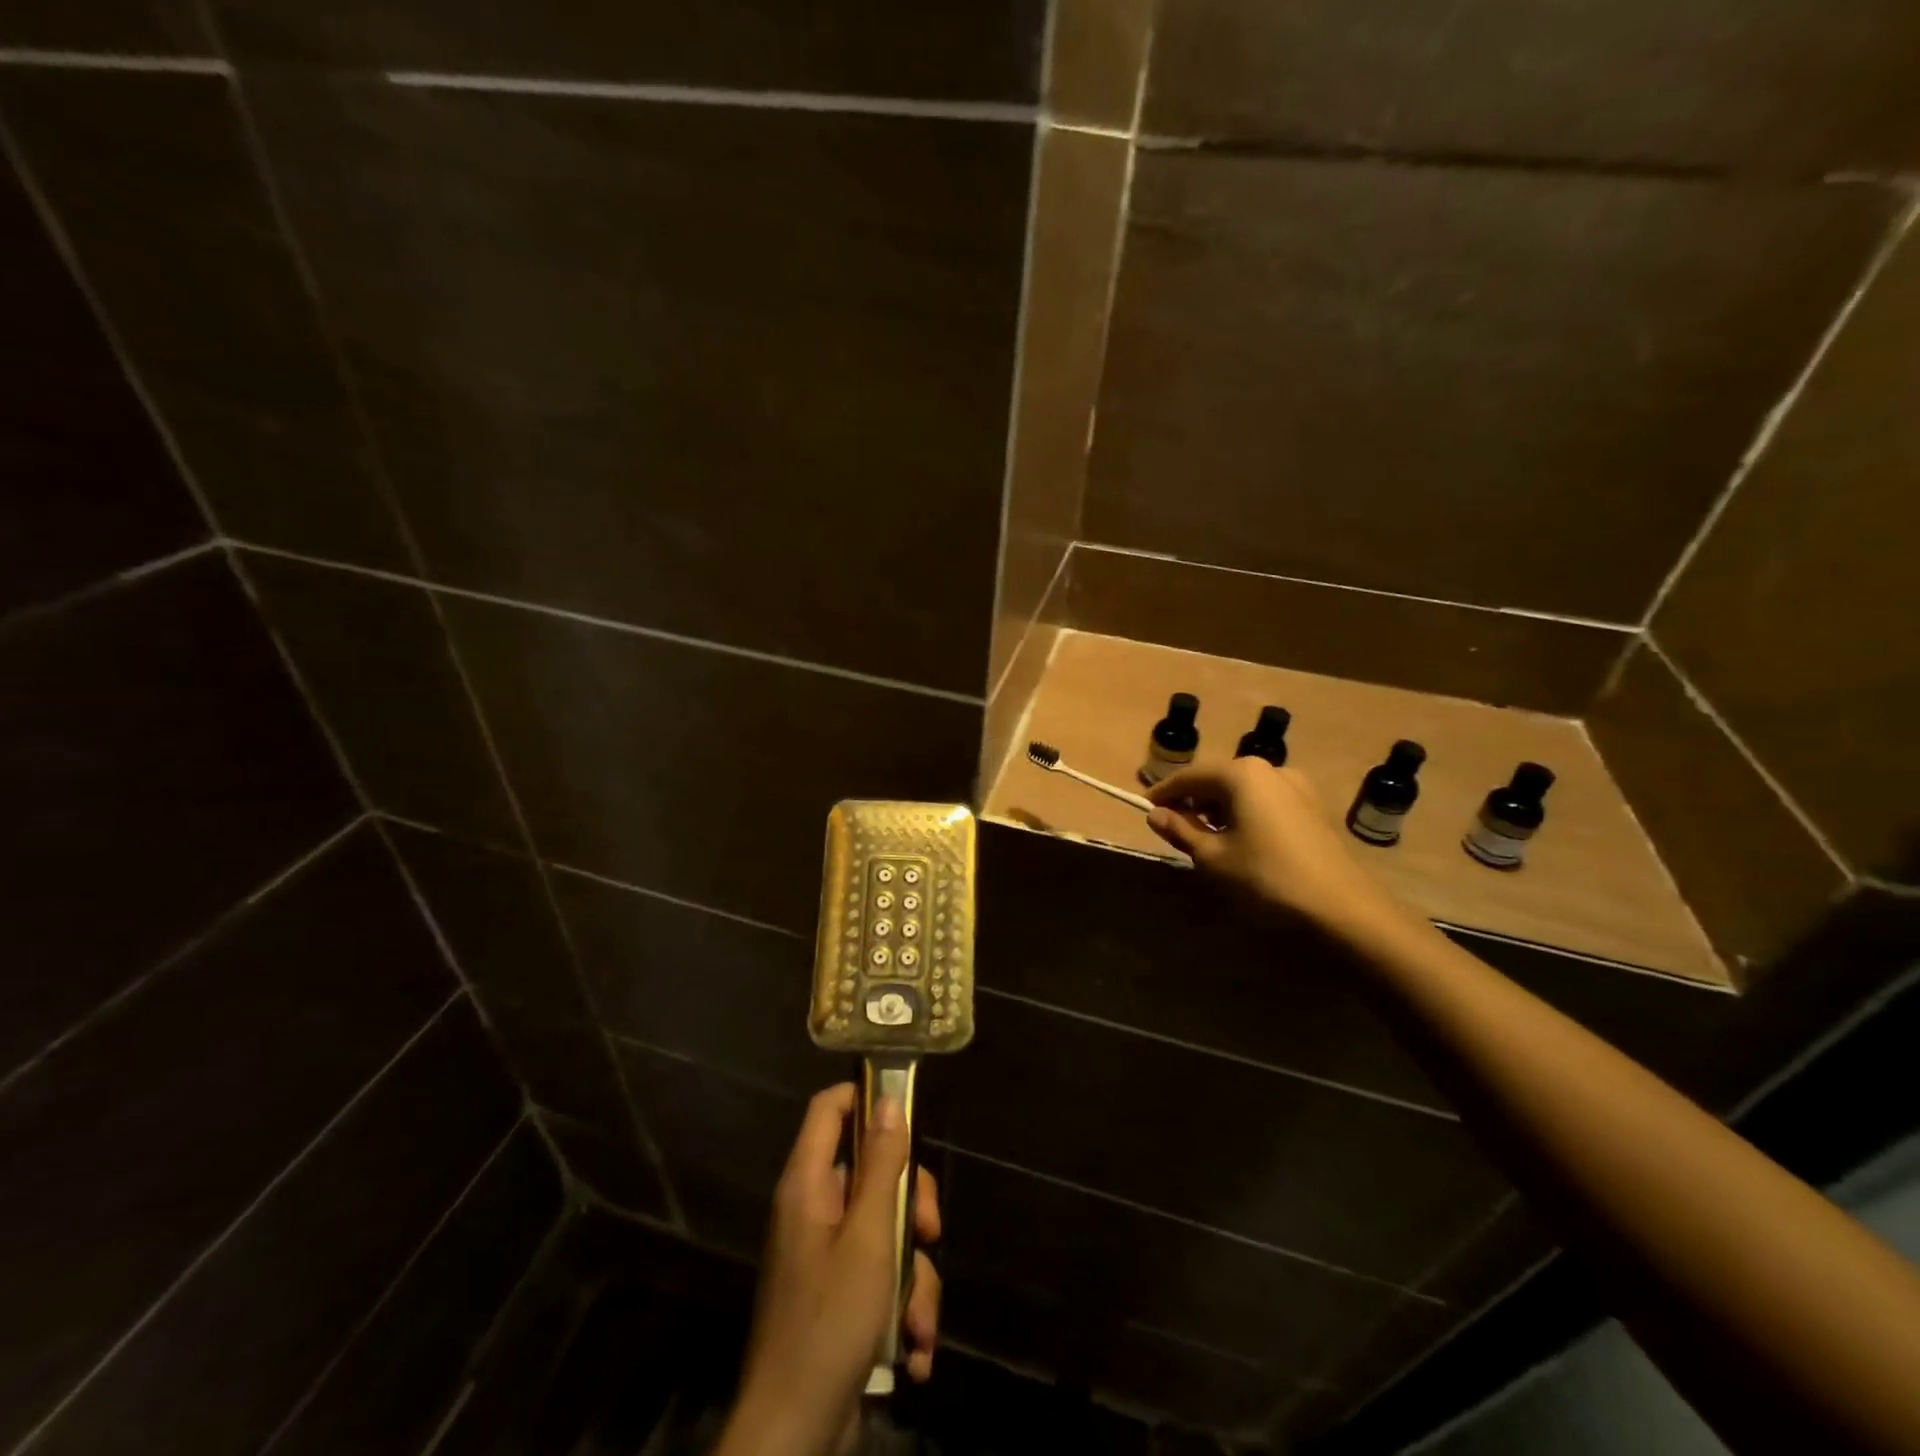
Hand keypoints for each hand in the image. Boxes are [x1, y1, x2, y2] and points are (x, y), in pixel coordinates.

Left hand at [717, 1084, 941, 1455]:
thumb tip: (889, 1100)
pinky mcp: (837, 1298)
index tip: (909, 1113)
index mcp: (808, 1185)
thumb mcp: (869, 1237)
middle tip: (930, 1231)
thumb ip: (882, 1166)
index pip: (829, 1109)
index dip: (865, 1097)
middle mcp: (813, 1211)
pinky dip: (902, 1308)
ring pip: (884, 1230)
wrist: (793, 1437)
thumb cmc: (830, 1323)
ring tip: (920, 1323)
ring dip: (913, 1275)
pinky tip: (915, 1350)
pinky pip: (879, 1277)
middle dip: (909, 1203)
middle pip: (870, 1170)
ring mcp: (824, 1256)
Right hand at [1145, 759, 1407, 941]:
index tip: (1144, 810)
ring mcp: (1297, 788)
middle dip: (1192, 801)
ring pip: (1242, 792)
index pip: (1189, 776)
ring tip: (1202, 840)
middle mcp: (1270, 769)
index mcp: (1242, 773)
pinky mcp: (1312, 810)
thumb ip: (1181, 831)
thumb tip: (1156, 815)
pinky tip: (1238, 844)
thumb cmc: (1267, 880)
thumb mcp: (1213, 858)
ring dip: (1218, 810)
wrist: (1344, 912)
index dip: (1164, 793)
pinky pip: (1265, 804)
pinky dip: (1244, 817)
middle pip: (1217, 779)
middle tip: (1171, 828)